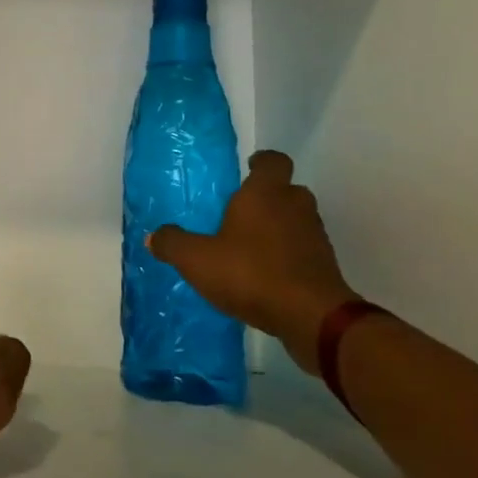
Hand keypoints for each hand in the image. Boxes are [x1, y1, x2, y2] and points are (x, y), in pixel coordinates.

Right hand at [147, 151, 356, 374]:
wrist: (310, 316)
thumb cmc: (250, 273)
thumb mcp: (196, 259)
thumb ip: (172, 244)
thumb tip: (153, 236)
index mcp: (265, 194)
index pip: (273, 161)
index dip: (261, 162)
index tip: (248, 168)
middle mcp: (295, 206)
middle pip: (286, 190)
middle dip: (266, 198)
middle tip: (240, 212)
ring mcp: (314, 235)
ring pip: (296, 220)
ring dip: (278, 227)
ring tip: (249, 247)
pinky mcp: (324, 264)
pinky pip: (302, 249)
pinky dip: (287, 254)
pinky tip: (264, 274)